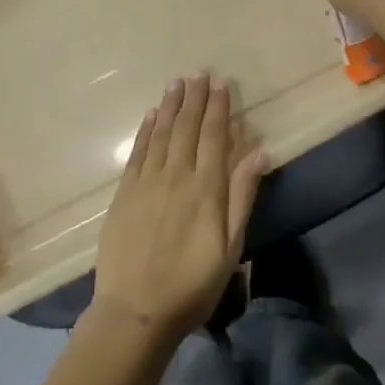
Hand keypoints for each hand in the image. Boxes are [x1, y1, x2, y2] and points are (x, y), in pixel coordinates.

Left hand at [93, 72, 265, 340]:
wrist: (135, 311)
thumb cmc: (192, 285)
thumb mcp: (230, 247)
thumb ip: (243, 197)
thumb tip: (260, 153)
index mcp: (206, 189)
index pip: (213, 136)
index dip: (218, 108)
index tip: (221, 84)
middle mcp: (176, 176)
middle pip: (186, 128)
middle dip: (194, 98)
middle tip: (198, 73)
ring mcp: (146, 183)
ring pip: (160, 134)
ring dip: (169, 106)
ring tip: (176, 83)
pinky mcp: (124, 194)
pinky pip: (137, 153)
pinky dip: (145, 131)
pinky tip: (150, 116)